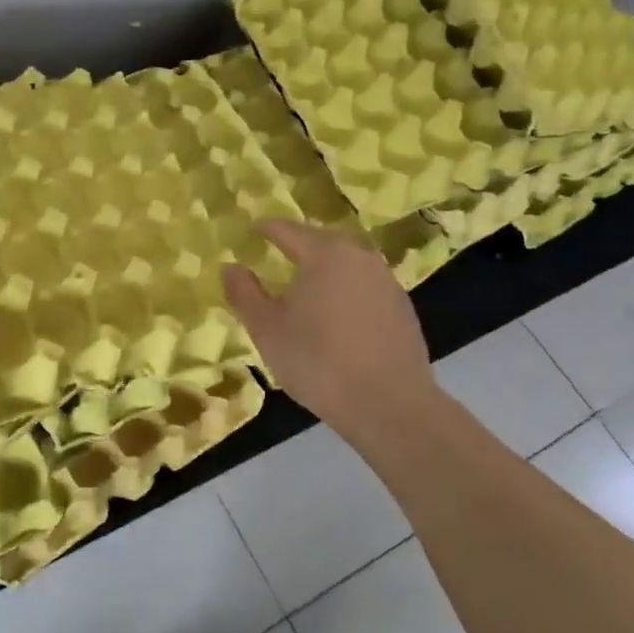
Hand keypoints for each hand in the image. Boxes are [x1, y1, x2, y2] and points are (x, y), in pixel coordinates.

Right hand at [222, 219, 440, 441]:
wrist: (388, 404)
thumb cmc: (317, 361)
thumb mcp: (266, 329)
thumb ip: (244, 293)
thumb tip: (231, 267)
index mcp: (324, 254)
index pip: (287, 229)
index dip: (266, 228)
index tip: (252, 229)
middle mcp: (359, 256)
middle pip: (321, 240)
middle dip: (298, 244)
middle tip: (276, 253)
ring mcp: (385, 281)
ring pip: (347, 262)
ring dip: (324, 267)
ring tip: (305, 284)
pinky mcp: (402, 307)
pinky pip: (364, 285)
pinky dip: (345, 289)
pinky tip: (336, 313)